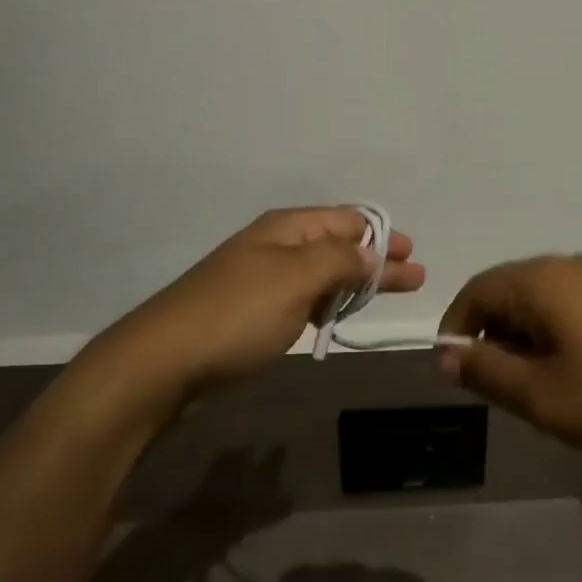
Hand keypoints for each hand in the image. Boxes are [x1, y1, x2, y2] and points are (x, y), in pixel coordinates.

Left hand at [103, 207, 425, 401]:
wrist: (165, 361)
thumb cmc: (237, 314)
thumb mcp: (295, 279)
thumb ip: (339, 260)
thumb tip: (373, 251)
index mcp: (286, 229)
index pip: (345, 220)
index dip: (382, 234)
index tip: (412, 254)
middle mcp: (275, 247)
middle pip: (337, 246)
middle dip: (376, 259)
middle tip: (415, 278)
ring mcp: (261, 280)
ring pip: (320, 274)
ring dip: (354, 283)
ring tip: (385, 295)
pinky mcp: (252, 314)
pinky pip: (302, 299)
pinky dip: (327, 304)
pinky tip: (338, 316)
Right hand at [437, 255, 581, 468]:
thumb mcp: (541, 397)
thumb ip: (485, 371)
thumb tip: (445, 354)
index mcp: (542, 279)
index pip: (475, 291)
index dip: (455, 330)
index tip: (456, 373)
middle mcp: (568, 266)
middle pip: (506, 293)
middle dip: (492, 337)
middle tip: (501, 389)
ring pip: (537, 302)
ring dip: (522, 340)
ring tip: (537, 389)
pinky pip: (567, 307)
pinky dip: (552, 336)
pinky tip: (571, 376)